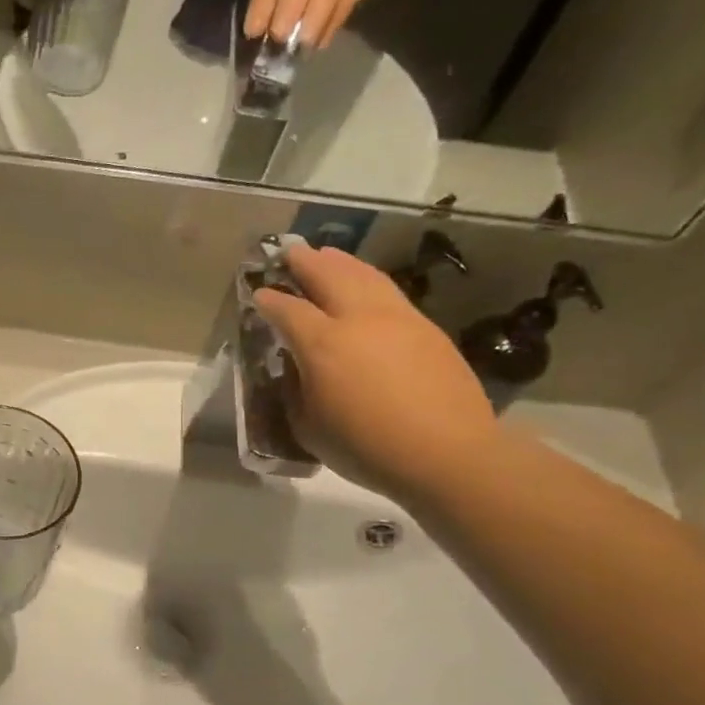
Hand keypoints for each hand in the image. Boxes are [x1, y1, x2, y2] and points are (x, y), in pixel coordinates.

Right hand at [253, 244, 498, 499]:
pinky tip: (365, 283)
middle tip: (290, 251)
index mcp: (322, 344)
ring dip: (340, 262)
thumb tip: (296, 370)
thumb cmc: (366, 447)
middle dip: (305, 262)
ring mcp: (397, 318)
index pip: (287, 310)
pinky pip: (389, 291)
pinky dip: (369, 279)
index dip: (269, 300)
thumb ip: (295, 392)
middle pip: (328, 276)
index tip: (258, 294)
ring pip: (364, 276)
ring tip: (326, 254)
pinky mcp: (425, 327)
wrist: (446, 453)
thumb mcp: (309, 427)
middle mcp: (358, 319)